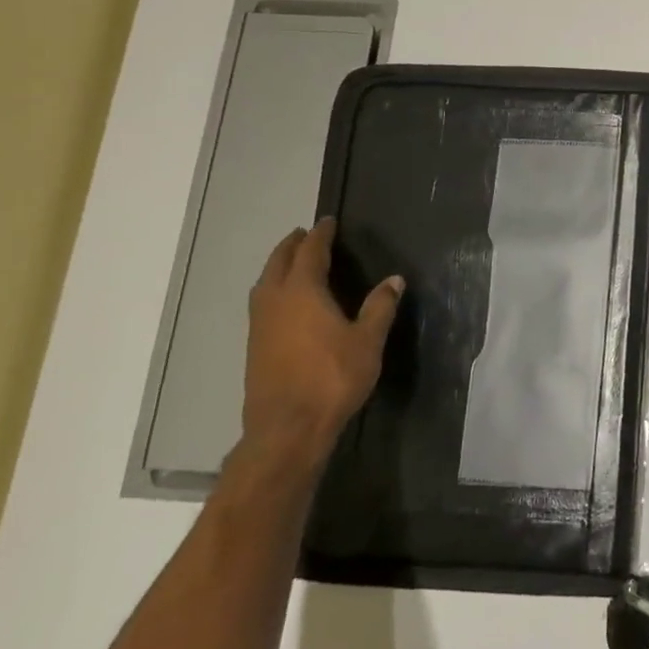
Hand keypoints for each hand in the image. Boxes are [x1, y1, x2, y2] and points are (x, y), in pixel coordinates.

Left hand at [241, 218, 402, 470]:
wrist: (288, 426)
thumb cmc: (333, 377)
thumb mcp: (368, 340)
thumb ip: (380, 307)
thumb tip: (394, 280)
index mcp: (303, 292)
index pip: (310, 252)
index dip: (320, 235)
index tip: (328, 221)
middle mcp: (275, 301)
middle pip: (279, 263)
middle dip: (292, 246)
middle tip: (306, 235)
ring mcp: (260, 324)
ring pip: (265, 283)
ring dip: (278, 267)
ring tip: (293, 262)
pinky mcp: (255, 346)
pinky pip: (262, 303)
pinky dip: (274, 289)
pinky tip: (287, 302)